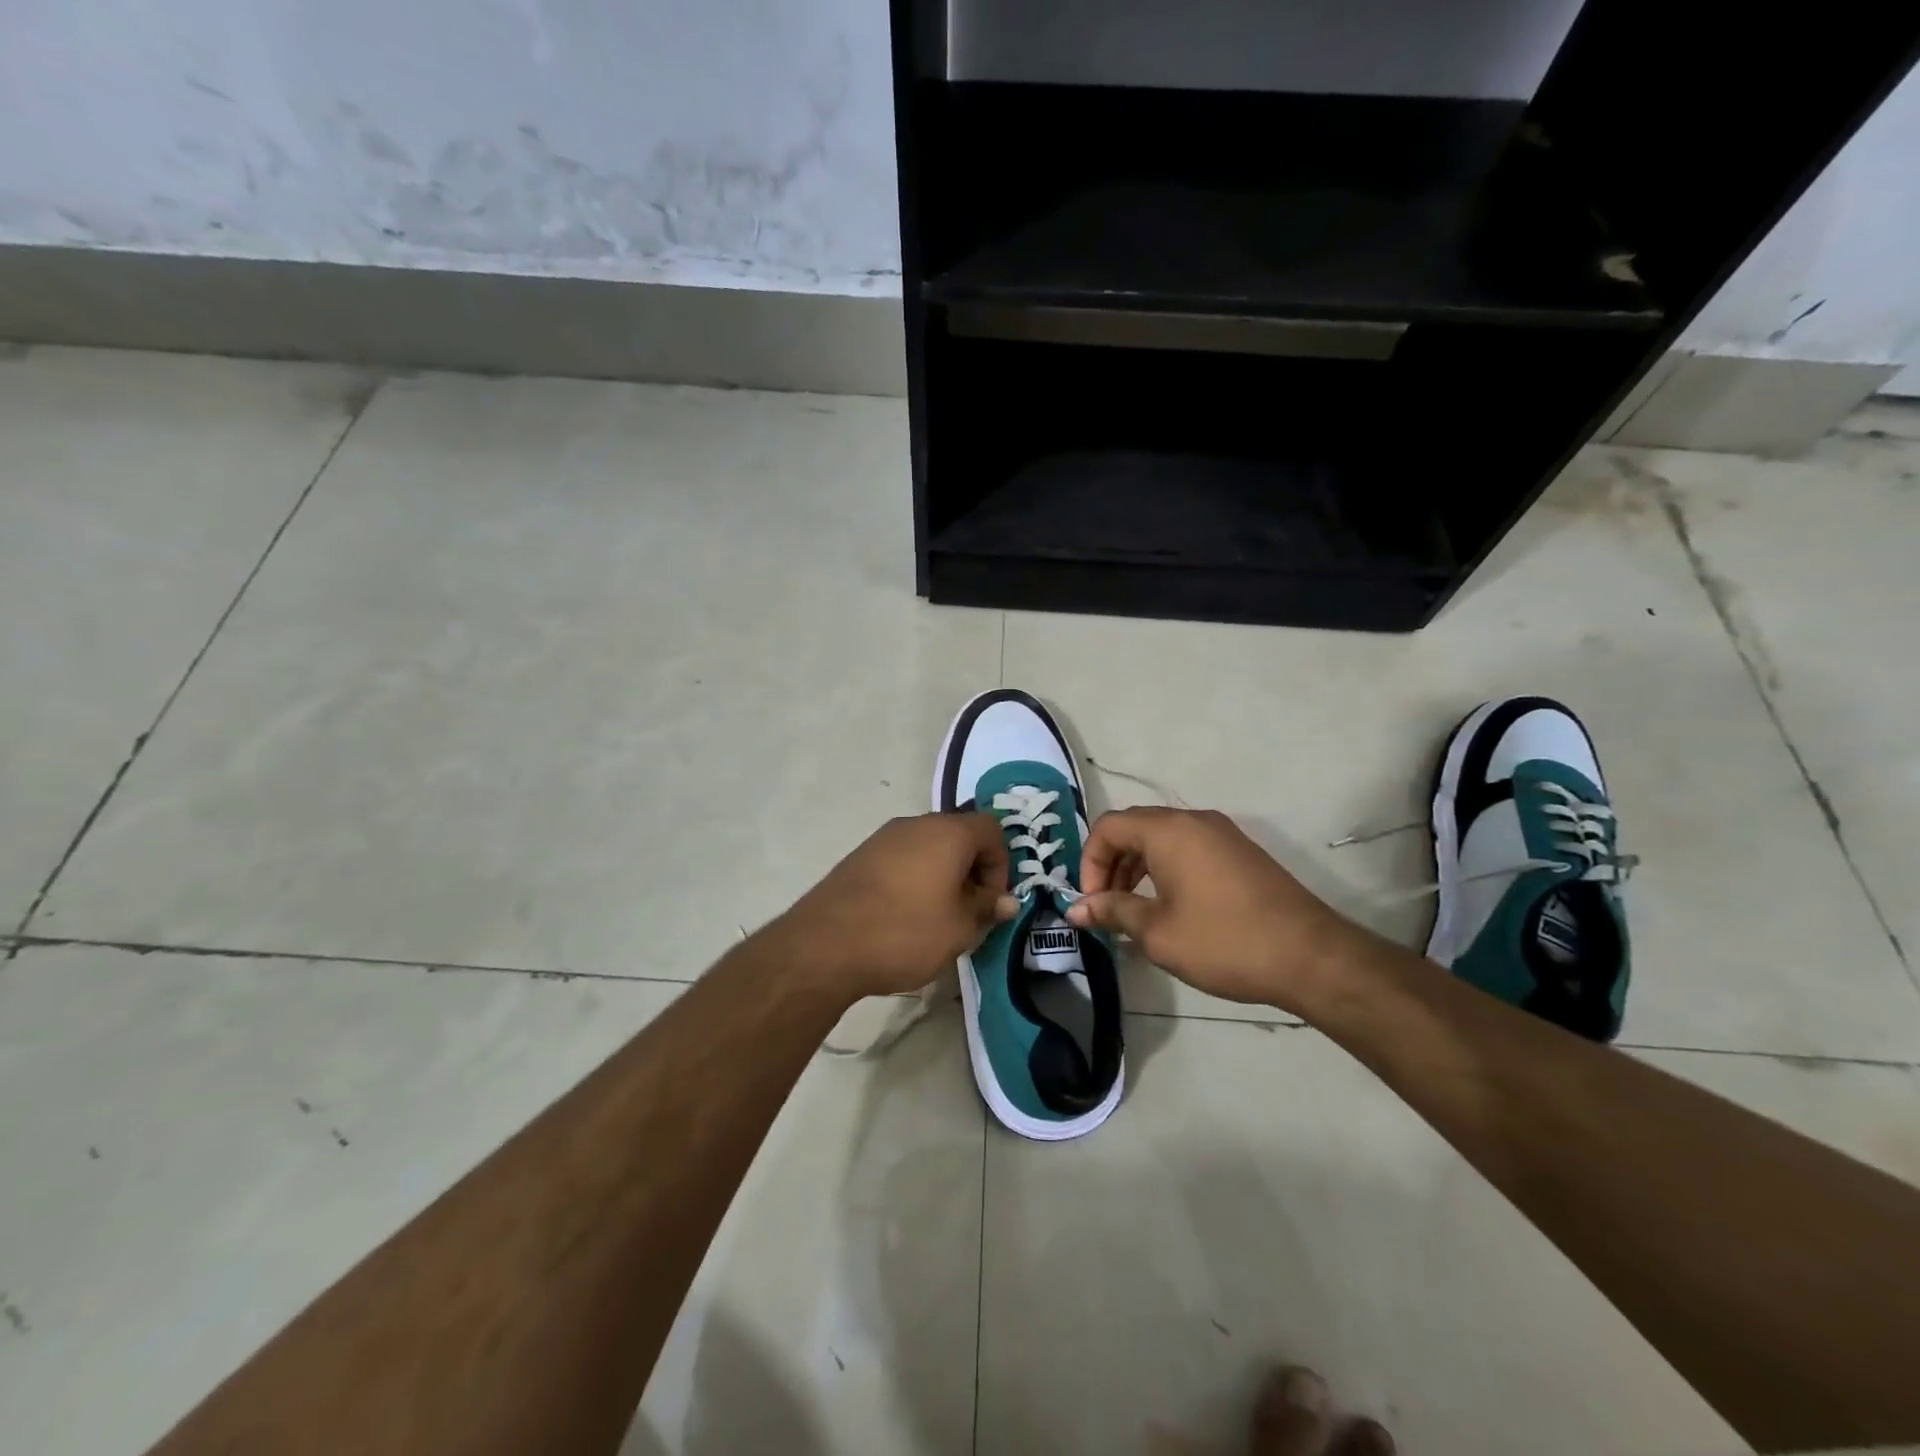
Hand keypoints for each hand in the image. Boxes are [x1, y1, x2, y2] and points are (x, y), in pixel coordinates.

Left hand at [775, 813, 1017, 999]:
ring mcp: (883, 838)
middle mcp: (916, 824)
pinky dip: (914, 879)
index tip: (992, 901)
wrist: (825, 945)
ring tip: (937, 918)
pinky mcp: (860, 857)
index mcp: (948, 832)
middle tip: (969, 911)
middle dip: (971, 871)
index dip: (1001, 864)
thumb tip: (1007, 901)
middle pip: (958, 835)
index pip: (991, 829)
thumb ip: (988, 909)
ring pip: (928, 848)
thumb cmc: (906, 932)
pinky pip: (901, 859)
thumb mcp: (960, 928)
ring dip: (942, 876)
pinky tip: (904, 916)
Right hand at [1065, 807, 1356, 1011]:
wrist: (1310, 957)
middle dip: (1111, 864)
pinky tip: (1170, 907)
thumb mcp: (1158, 932)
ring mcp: (1222, 834)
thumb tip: (1075, 908)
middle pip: (1134, 828)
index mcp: (1169, 831)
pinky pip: (1188, 848)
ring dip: (1138, 867)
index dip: (1089, 862)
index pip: (1108, 827)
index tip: (1092, 902)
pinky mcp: (1240, 852)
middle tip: (1107, 907)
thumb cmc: (1224, 942)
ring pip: (1162, 838)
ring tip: (1134, 911)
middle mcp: (1194, 820)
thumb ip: (1113, 912)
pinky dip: (1166, 869)